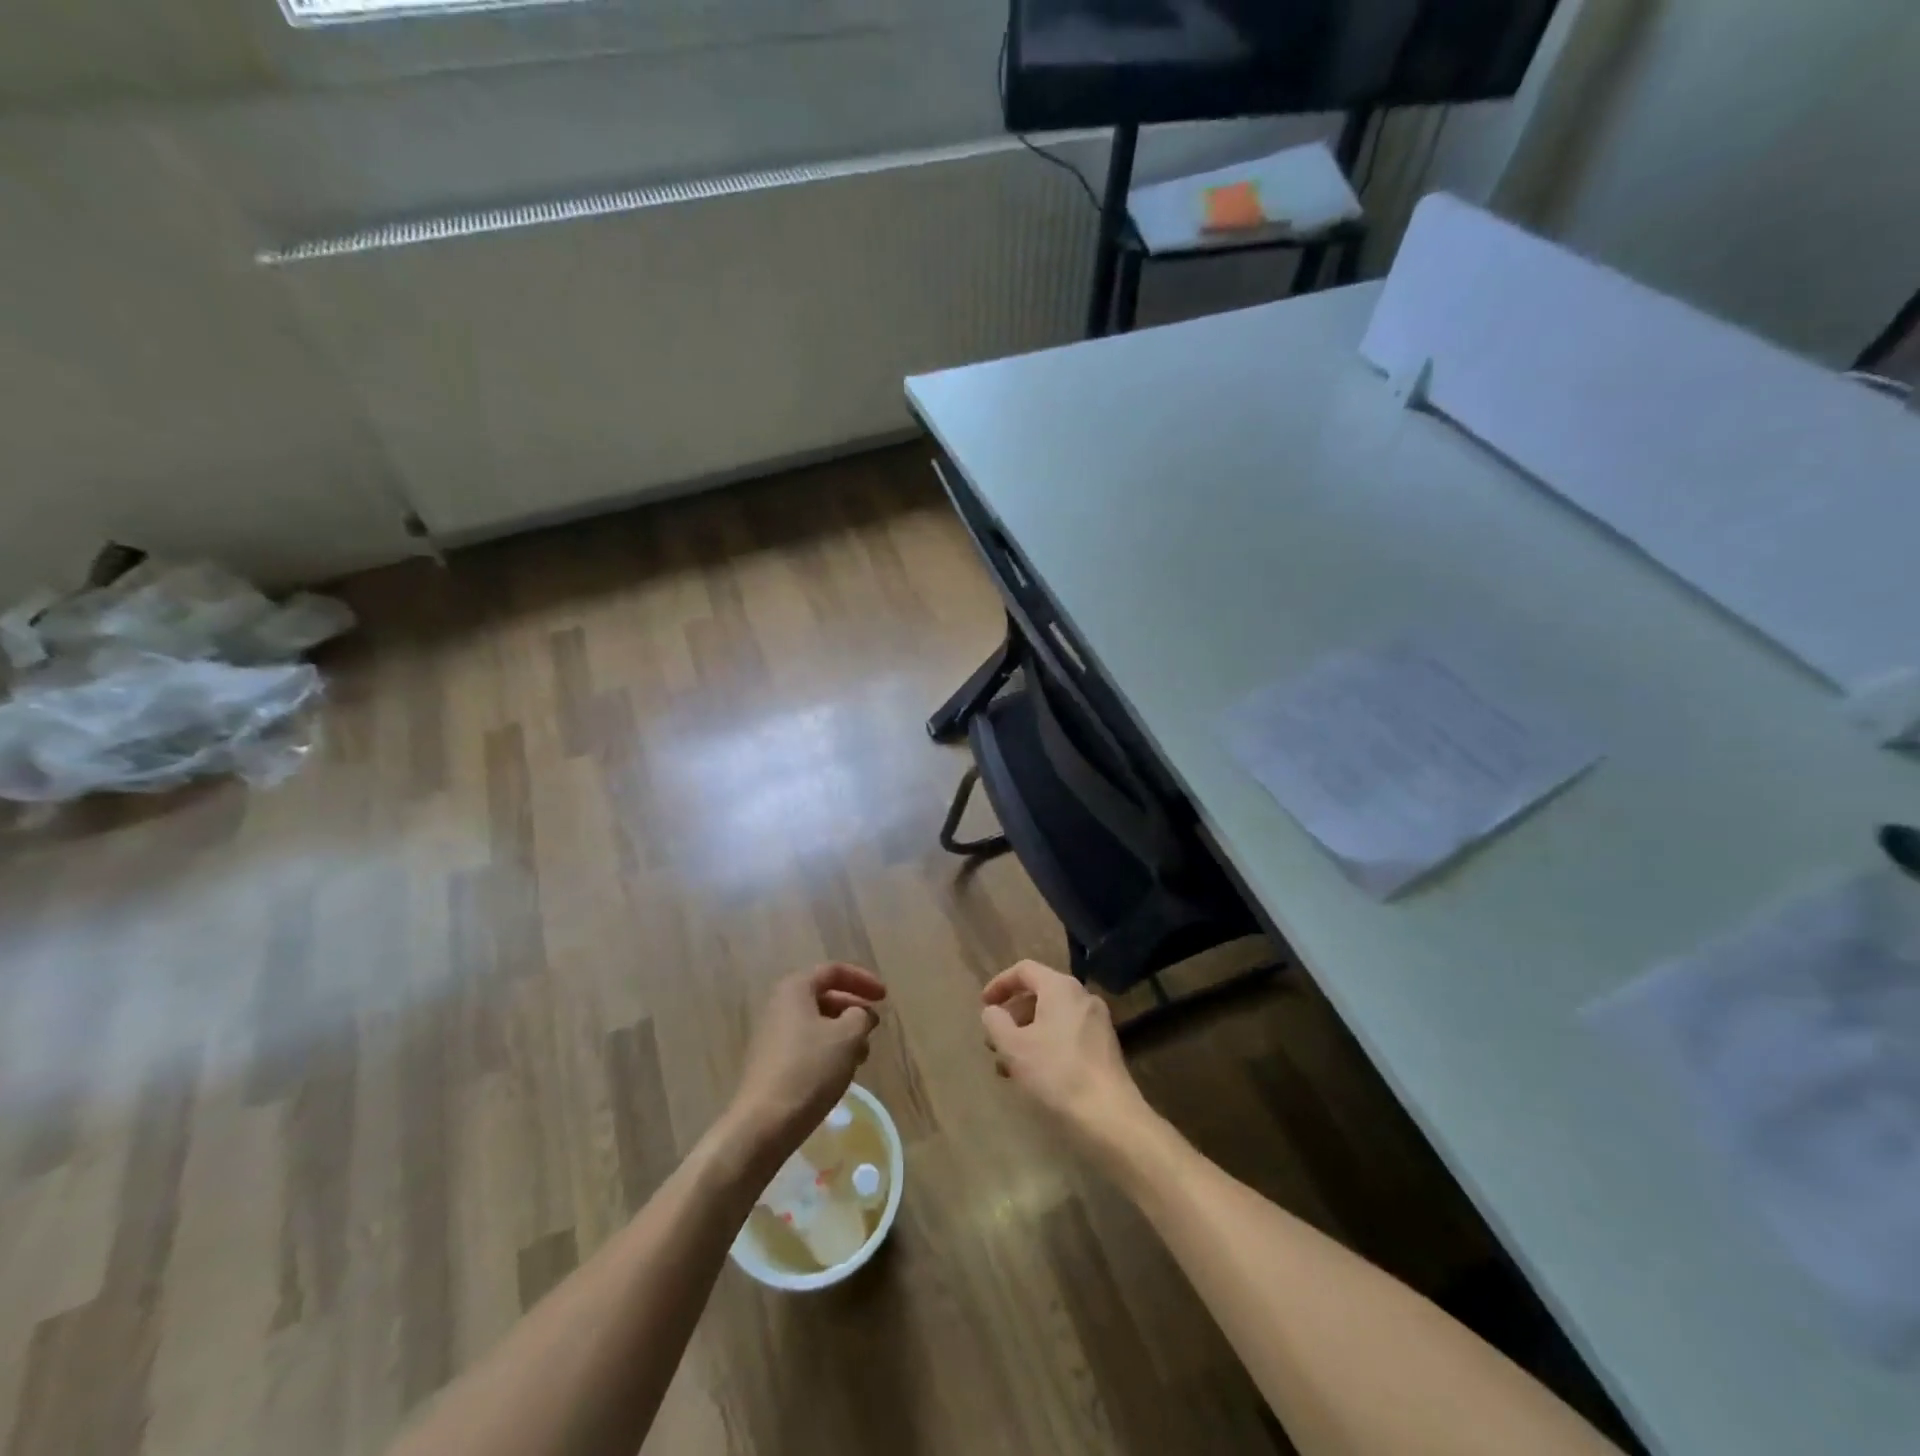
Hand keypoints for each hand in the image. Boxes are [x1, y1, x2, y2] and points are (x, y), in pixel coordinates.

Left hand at [729, 964, 884, 1158]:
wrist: (764, 1124)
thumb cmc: (809, 1070)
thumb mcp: (848, 1036)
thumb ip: (861, 1016)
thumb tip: (858, 1014)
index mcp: (795, 989)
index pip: (833, 971)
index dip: (863, 980)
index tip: (885, 998)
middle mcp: (779, 1006)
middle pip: (824, 996)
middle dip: (853, 1009)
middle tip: (874, 1027)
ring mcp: (772, 1036)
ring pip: (817, 1024)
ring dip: (844, 1034)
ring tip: (863, 1055)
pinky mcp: (772, 1064)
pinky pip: (807, 1046)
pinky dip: (829, 1051)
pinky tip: (841, 1073)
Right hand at [981, 960, 1147, 1149]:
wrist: (1109, 1115)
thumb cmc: (1056, 1073)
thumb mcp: (1014, 1047)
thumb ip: (996, 1022)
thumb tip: (992, 1011)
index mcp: (1060, 988)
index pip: (1024, 970)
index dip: (1000, 984)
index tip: (983, 1005)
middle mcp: (1082, 997)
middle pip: (1039, 994)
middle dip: (1012, 1016)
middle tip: (993, 1041)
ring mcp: (1097, 1022)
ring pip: (1052, 1017)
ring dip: (1027, 1034)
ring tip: (1008, 1066)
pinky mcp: (1104, 1047)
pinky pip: (1067, 1034)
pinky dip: (1046, 1045)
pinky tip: (1034, 1074)